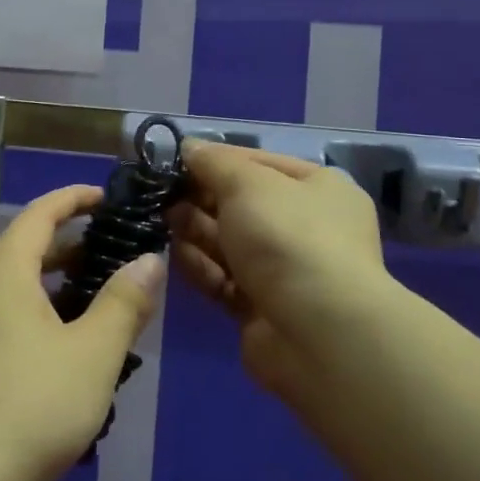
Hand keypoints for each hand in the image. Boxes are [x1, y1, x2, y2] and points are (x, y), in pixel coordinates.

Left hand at [0, 185, 163, 480]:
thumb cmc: (31, 405)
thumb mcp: (93, 353)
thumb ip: (124, 302)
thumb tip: (149, 260)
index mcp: (3, 270)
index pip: (41, 213)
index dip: (74, 198)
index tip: (107, 197)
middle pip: (25, 248)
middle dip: (70, 246)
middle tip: (113, 255)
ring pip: (13, 287)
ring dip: (54, 286)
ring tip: (96, 304)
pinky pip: (1, 317)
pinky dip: (34, 314)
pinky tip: (61, 352)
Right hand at [171, 141, 394, 410]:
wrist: (318, 333)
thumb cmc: (287, 238)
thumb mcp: (248, 183)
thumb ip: (214, 162)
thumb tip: (189, 147)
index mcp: (318, 189)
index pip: (259, 163)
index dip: (216, 160)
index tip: (174, 160)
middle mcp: (307, 228)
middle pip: (241, 205)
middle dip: (201, 198)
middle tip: (161, 195)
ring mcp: (285, 271)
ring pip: (229, 243)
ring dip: (195, 232)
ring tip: (161, 222)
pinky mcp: (262, 309)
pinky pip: (224, 280)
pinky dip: (201, 268)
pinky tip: (173, 257)